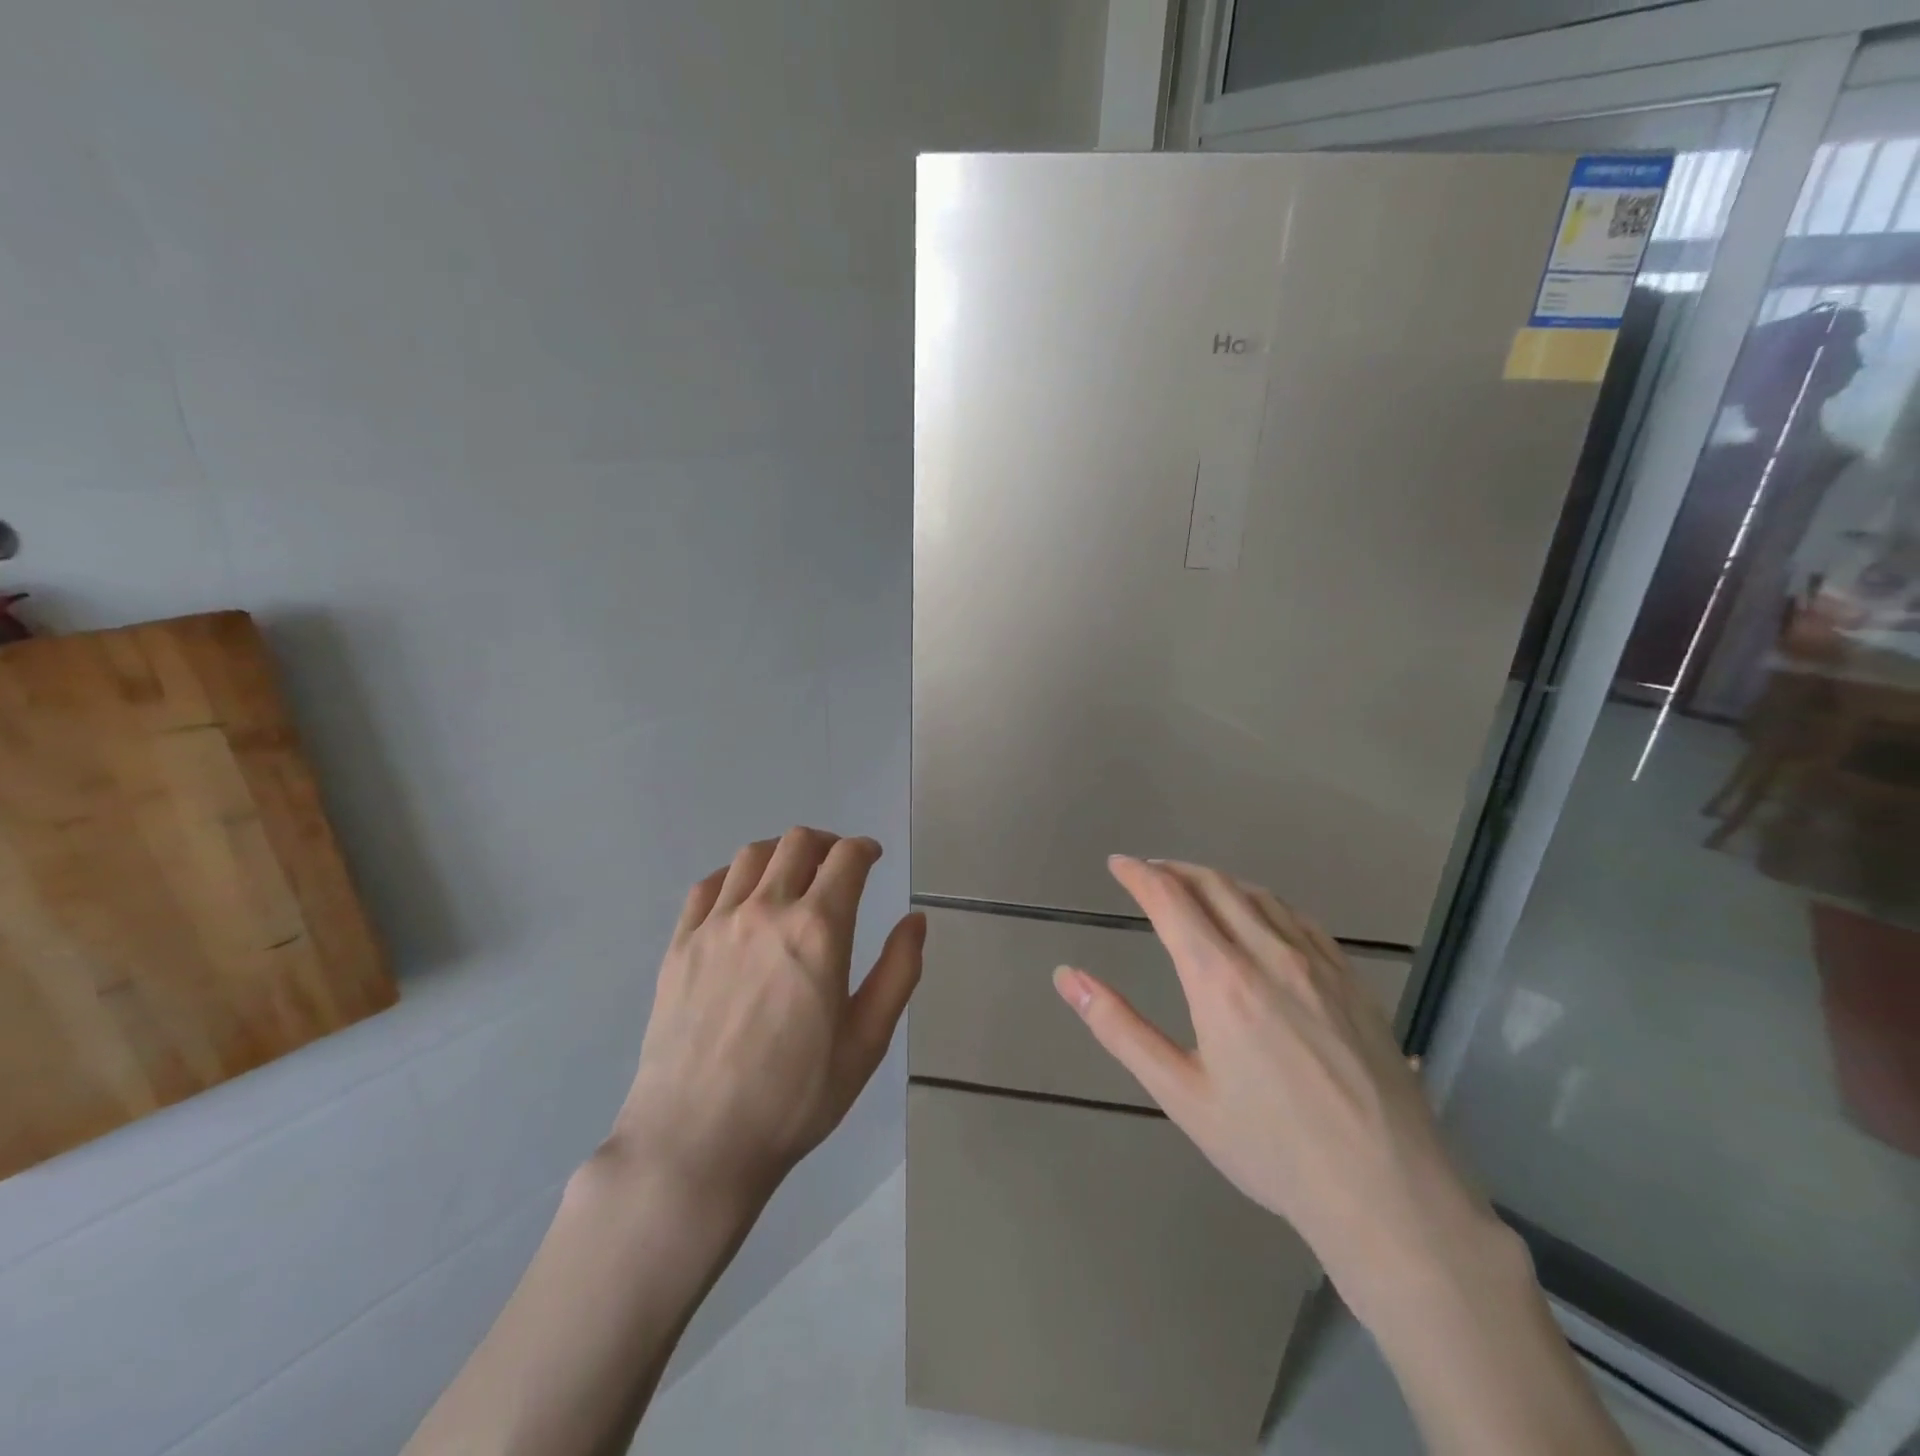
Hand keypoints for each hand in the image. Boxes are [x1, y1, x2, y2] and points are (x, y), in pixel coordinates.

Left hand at [609, 827, 925, 1208]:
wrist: (697, 1141)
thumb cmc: (794, 1097)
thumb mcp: (867, 1041)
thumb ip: (898, 972)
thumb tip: (915, 920)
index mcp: (818, 930)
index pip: (847, 859)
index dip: (865, 848)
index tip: (872, 856)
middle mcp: (767, 910)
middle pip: (798, 843)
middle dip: (826, 843)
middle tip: (837, 864)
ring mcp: (716, 924)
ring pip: (751, 855)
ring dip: (781, 852)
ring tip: (792, 873)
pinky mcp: (680, 944)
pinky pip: (708, 886)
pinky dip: (734, 876)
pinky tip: (742, 898)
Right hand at [1053, 855, 1500, 1320]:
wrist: (1388, 1192)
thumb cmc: (1270, 1148)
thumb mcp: (1180, 1094)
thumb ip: (1119, 1029)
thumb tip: (1067, 977)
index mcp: (1220, 979)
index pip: (1170, 899)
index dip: (1139, 874)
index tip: (1117, 864)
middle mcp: (1269, 954)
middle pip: (1214, 885)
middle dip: (1174, 869)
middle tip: (1148, 871)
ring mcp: (1318, 963)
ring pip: (1258, 895)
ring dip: (1217, 880)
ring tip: (1194, 886)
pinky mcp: (1351, 980)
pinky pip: (1299, 918)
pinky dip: (1263, 901)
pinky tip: (1260, 916)